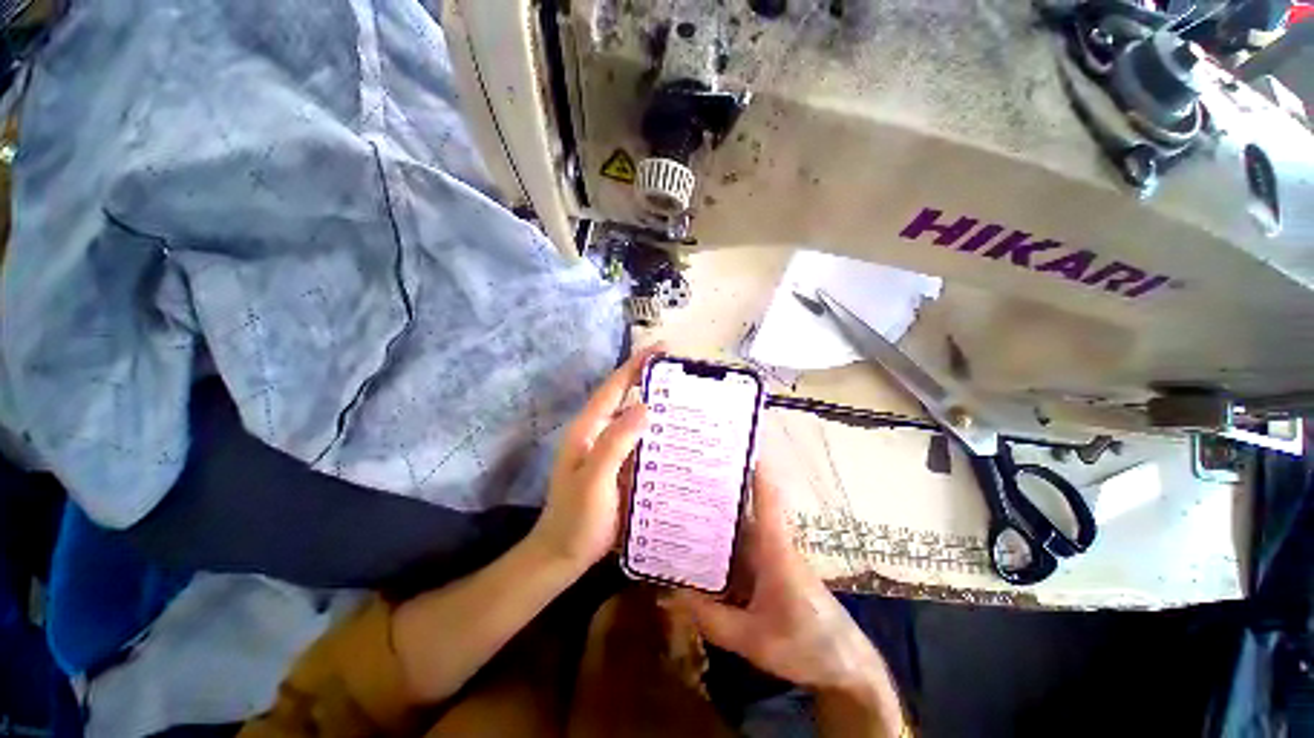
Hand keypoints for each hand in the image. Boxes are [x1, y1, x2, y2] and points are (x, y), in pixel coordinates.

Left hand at [530, 344, 662, 569]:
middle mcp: (598, 433)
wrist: (564, 555)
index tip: (661, 348)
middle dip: (649, 380)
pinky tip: (678, 434)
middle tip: (681, 372)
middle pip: (625, 398)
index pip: (614, 388)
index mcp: (588, 429)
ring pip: (634, 418)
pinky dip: (657, 431)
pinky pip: (641, 440)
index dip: (635, 365)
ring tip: (686, 397)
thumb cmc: (576, 518)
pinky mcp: (619, 465)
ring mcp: (609, 449)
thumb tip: (645, 407)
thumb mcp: (594, 479)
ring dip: (656, 404)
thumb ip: (616, 442)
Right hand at [668, 461, 889, 694]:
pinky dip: (719, 550)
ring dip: (714, 522)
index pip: (765, 495)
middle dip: (715, 493)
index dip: (753, 467)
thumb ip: (711, 618)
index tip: (733, 445)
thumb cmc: (806, 646)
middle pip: (742, 509)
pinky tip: (696, 554)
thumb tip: (673, 592)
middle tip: (681, 480)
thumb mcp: (753, 640)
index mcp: (775, 547)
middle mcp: (772, 543)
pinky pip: (740, 553)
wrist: (845, 667)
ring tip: (679, 510)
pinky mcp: (770, 570)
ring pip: (738, 532)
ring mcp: (772, 556)